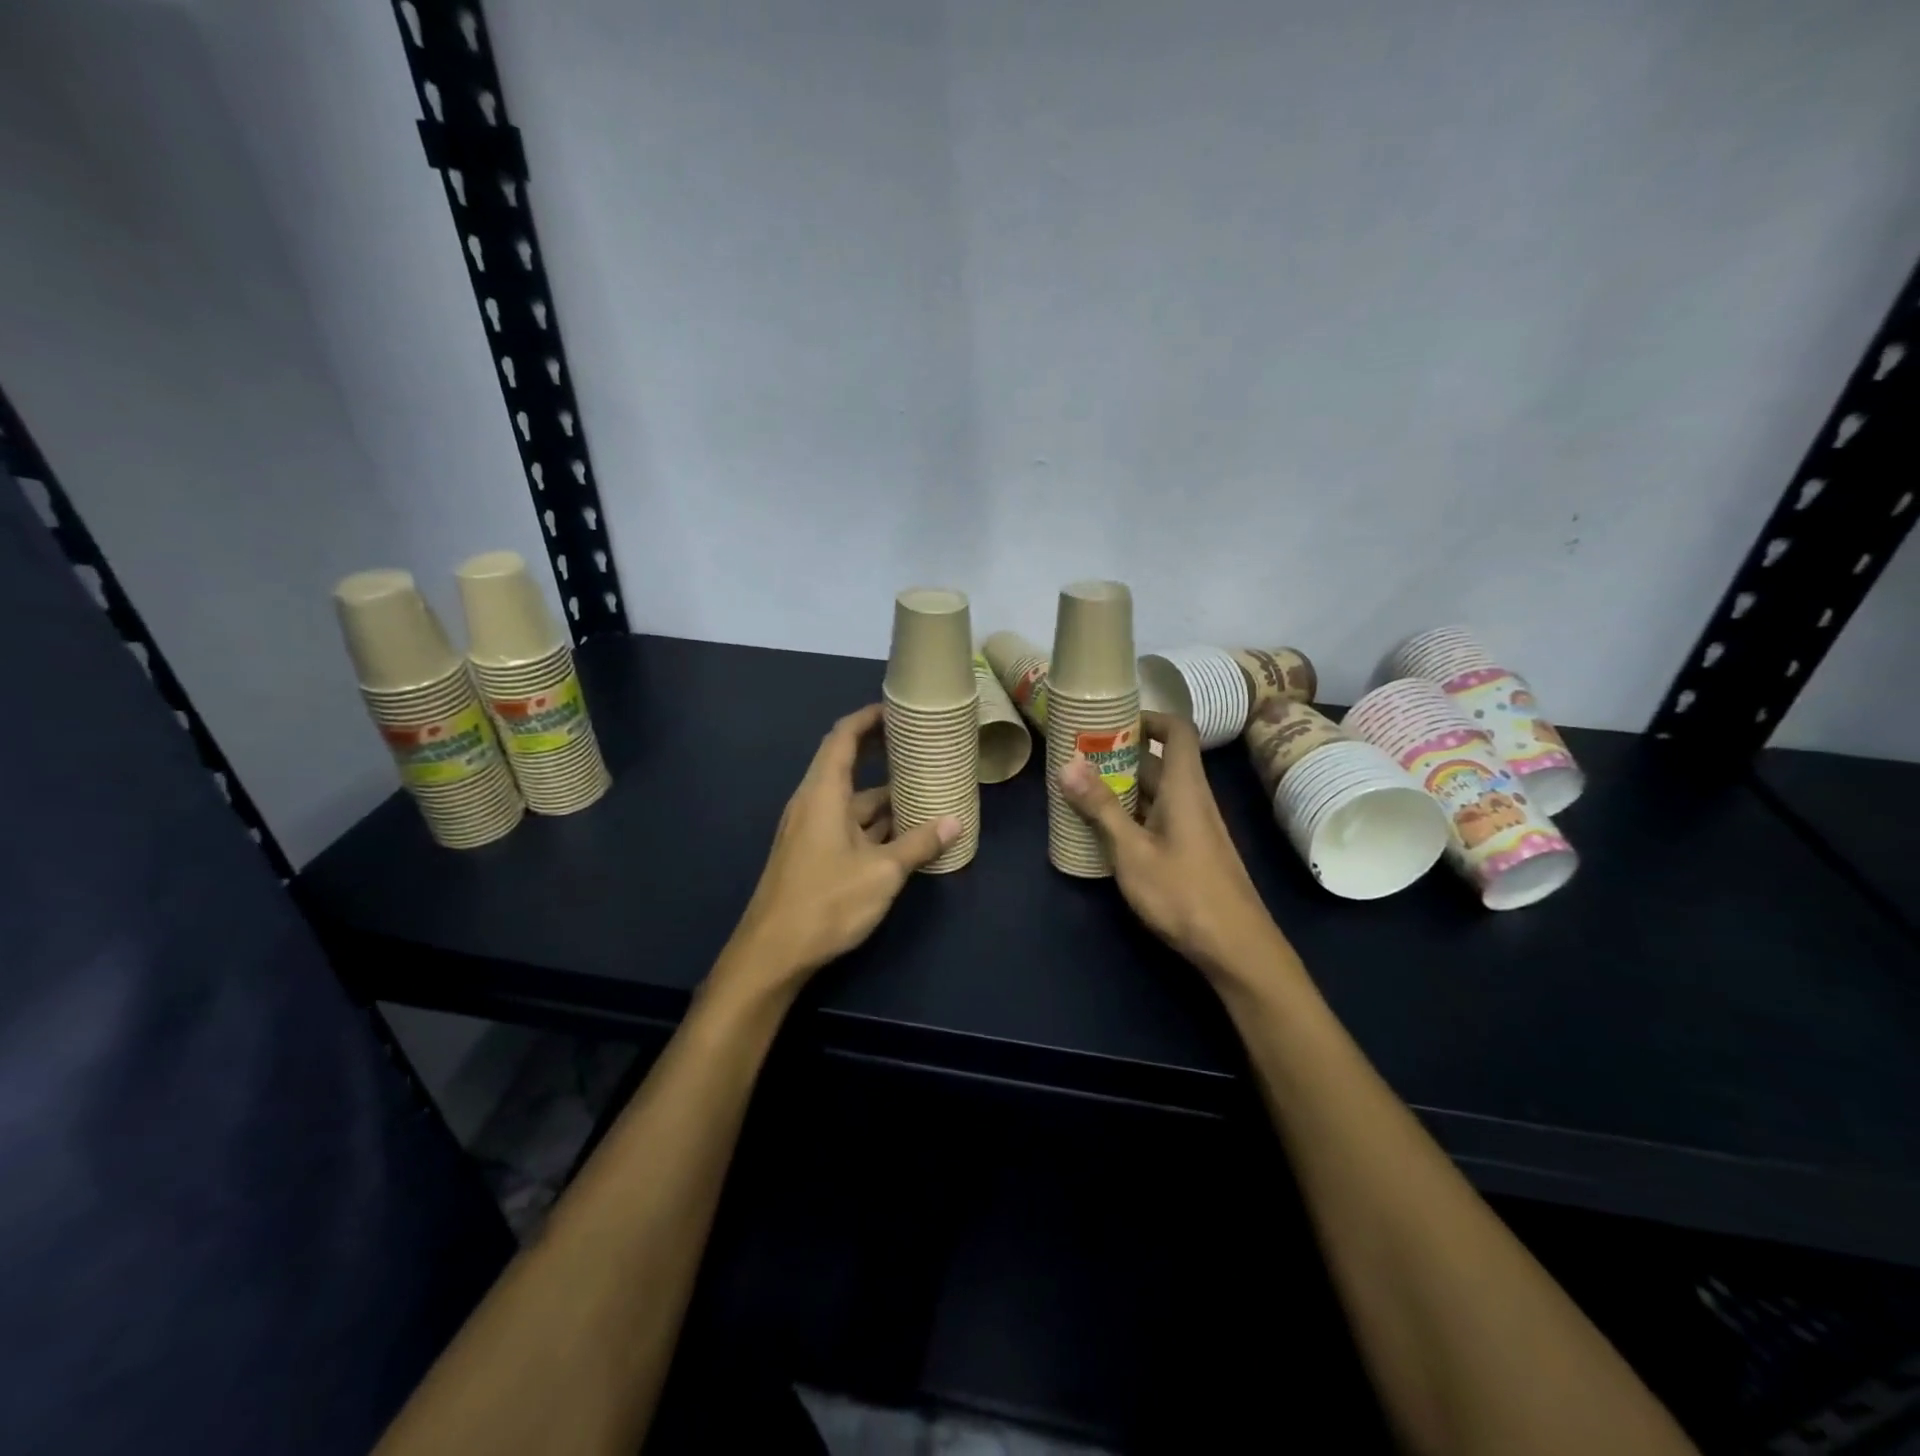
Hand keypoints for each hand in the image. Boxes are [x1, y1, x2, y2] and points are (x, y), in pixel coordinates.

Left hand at [720, 704, 959, 994]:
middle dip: (881, 752)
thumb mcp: (882, 872)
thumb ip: (918, 844)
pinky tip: (905, 832)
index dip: (868, 717)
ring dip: (884, 794)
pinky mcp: (813, 854)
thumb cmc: (827, 902)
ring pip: (852, 801)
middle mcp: (814, 803)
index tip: (897, 708)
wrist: (773, 953)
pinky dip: (875, 822)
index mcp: (823, 793)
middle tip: (918, 743)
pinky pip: (848, 825)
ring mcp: (812, 830)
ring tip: (923, 787)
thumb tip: (955, 821)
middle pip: (847, 765)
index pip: (843, 737)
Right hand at [1058, 711, 1290, 982]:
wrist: (1236, 948)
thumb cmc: (1183, 892)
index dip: (1148, 718)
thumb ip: (1101, 808)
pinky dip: (1131, 814)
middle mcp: (1192, 799)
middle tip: (1077, 757)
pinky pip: (1157, 817)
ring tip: (1079, 790)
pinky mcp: (1189, 852)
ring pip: (1155, 792)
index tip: (1111, 722)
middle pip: (1158, 762)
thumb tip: (1068, 764)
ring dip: (1121, 787)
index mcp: (1184, 787)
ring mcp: (1192, 827)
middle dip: (1119, 756)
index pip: (1176, 731)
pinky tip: (1102, 831)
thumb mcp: (1132, 851)